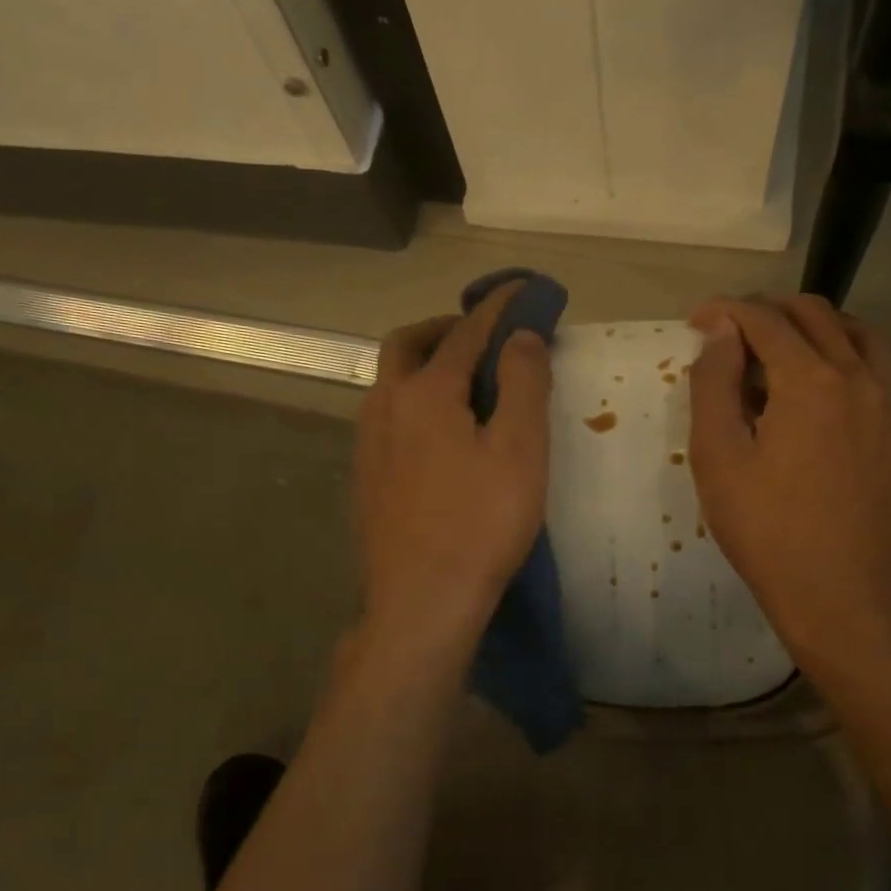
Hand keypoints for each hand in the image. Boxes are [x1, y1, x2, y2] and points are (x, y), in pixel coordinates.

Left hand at [354, 283, 551, 658]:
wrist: (420, 603)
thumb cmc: (481, 524)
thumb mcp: (520, 449)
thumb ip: (524, 383)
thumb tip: (521, 335)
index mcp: (425, 392)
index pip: (466, 332)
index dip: (497, 306)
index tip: (521, 288)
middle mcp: (385, 406)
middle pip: (408, 344)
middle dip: (446, 328)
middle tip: (484, 338)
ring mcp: (368, 443)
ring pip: (392, 381)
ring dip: (427, 364)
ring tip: (468, 383)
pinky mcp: (366, 476)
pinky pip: (388, 416)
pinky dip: (416, 400)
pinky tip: (441, 433)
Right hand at [686, 294, 890, 665]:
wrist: (841, 597)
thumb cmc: (765, 529)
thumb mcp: (718, 457)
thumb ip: (715, 383)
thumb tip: (722, 331)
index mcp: (810, 380)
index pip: (765, 319)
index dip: (726, 310)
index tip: (697, 320)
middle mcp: (860, 379)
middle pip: (817, 315)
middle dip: (770, 311)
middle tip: (735, 333)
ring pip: (861, 338)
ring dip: (818, 330)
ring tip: (784, 352)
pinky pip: (882, 380)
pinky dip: (848, 368)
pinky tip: (826, 403)